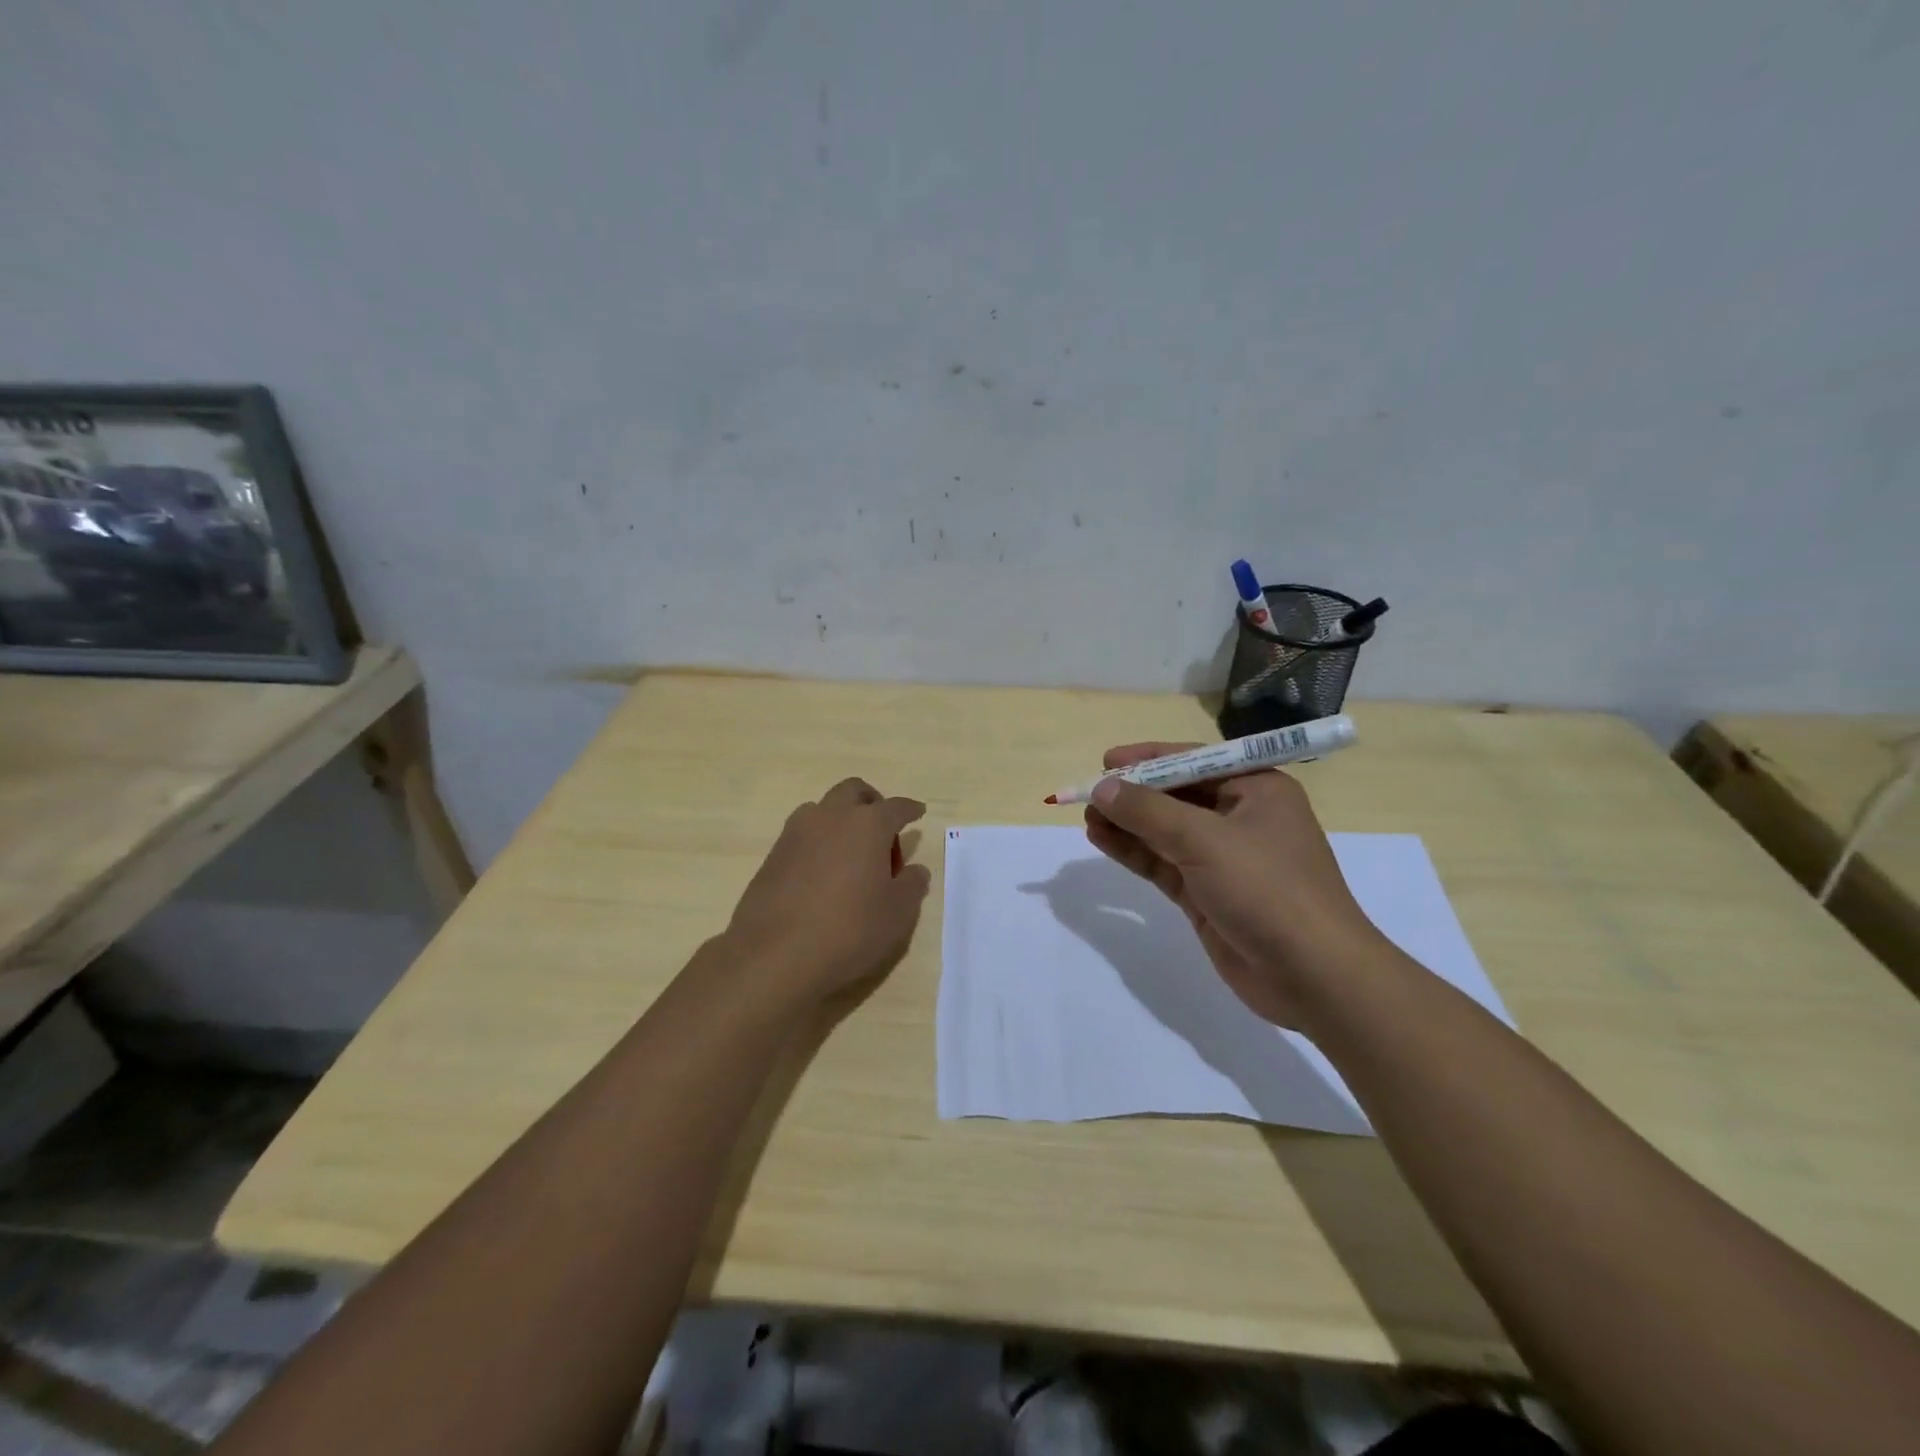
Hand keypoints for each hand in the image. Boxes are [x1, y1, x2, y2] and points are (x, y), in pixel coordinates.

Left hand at [722, 777, 930, 1004]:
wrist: (774, 955)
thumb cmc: (849, 930)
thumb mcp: (897, 914)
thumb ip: (911, 886)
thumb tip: (915, 870)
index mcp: (868, 825)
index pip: (896, 807)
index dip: (910, 810)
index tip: (917, 813)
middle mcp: (831, 817)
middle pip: (854, 791)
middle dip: (872, 803)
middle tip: (882, 834)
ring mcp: (797, 832)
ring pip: (823, 808)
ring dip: (841, 820)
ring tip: (850, 855)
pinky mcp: (773, 854)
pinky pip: (803, 834)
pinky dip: (819, 842)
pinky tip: (823, 874)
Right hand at [1083, 744, 1385, 1026]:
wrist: (1312, 976)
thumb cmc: (1267, 890)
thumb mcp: (1205, 840)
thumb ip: (1148, 811)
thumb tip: (1101, 787)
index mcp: (1256, 790)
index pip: (1194, 761)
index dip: (1149, 759)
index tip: (1106, 760)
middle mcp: (1240, 818)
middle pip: (1176, 796)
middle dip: (1133, 794)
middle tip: (1088, 793)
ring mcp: (1223, 859)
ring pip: (1164, 831)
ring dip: (1127, 823)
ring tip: (1086, 817)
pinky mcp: (1207, 894)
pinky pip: (1162, 863)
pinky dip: (1133, 851)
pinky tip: (1101, 840)